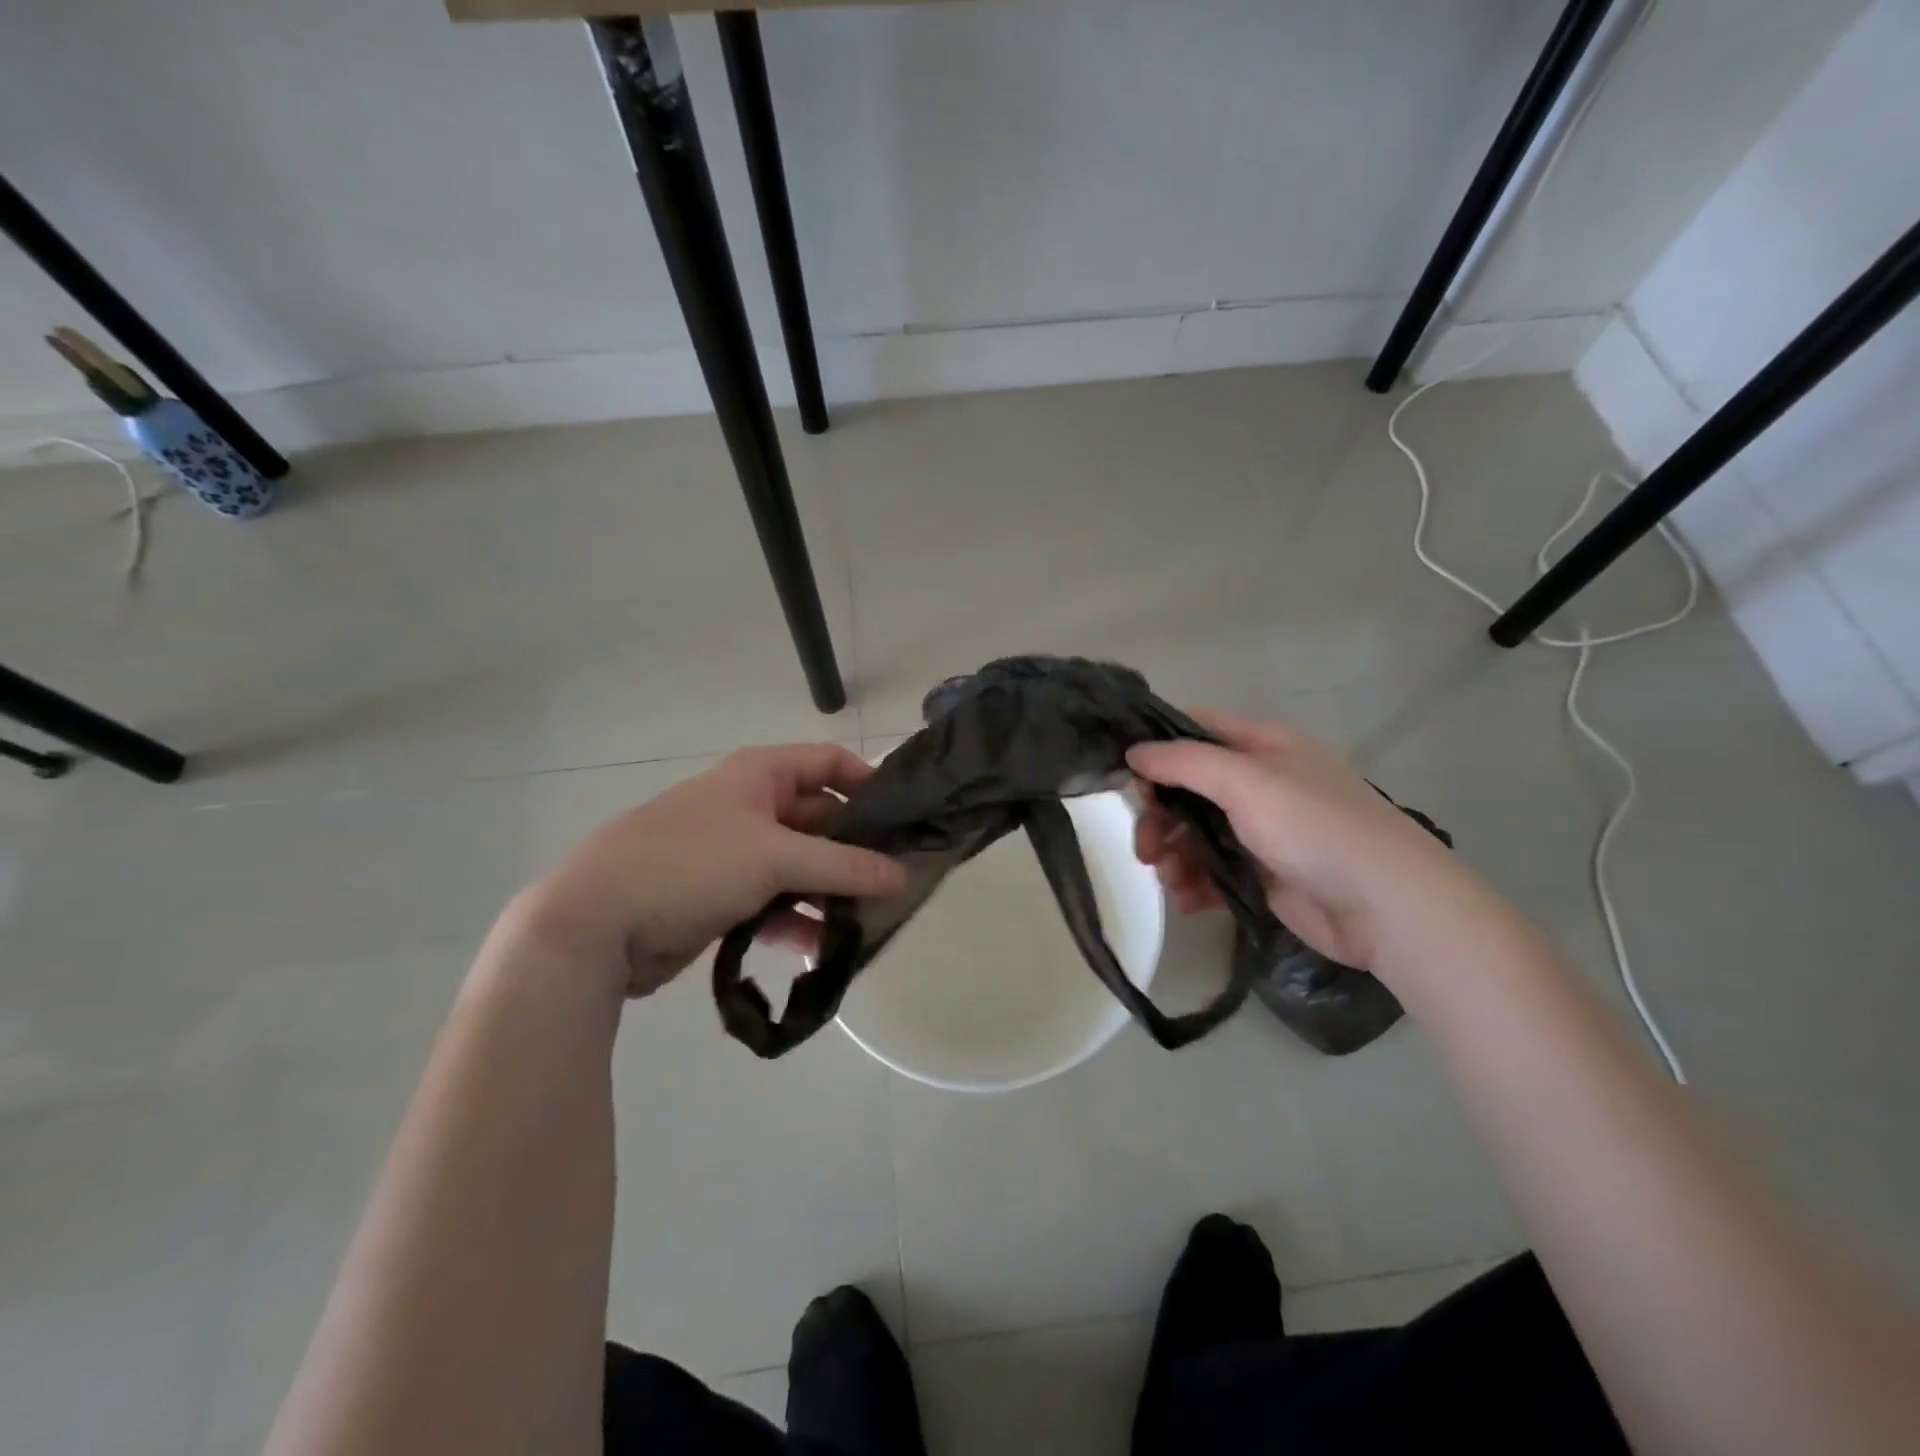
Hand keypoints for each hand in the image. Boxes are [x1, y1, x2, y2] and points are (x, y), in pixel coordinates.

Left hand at [508, 744, 906, 998]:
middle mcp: (750, 806)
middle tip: (898, 883)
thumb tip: (904, 875)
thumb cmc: (691, 865)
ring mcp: (734, 853)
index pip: (829, 763)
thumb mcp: (775, 858)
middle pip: (820, 819)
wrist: (594, 925)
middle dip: (856, 850)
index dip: (869, 783)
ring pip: (800, 866)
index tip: (907, 818)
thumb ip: (845, 866)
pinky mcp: (721, 896)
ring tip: (869, 923)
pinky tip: (823, 949)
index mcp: (760, 775)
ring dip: (830, 892)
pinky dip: (798, 920)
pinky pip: (774, 901)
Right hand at [1128, 713, 1475, 972]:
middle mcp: (1259, 783)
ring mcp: (1261, 830)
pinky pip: (1212, 871)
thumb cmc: (1315, 827)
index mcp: (1262, 747)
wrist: (1385, 906)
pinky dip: (1194, 883)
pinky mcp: (1262, 874)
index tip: (1123, 776)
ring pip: (1195, 833)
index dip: (1157, 748)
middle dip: (1160, 816)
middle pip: (1187, 789)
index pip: (1195, 731)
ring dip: (1174, 854)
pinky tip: (1188, 900)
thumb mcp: (1247, 782)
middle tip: (1144, 848)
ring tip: (1169, 879)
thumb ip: (1185, 763)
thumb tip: (1133, 752)